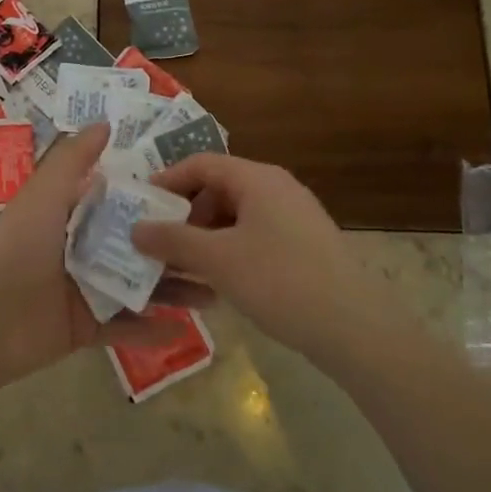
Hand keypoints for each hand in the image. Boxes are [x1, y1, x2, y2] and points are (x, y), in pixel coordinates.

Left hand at [0, 126, 196, 389]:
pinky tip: (185, 330)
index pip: (119, 202)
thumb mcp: (44, 194)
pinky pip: (124, 328)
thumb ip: (72, 159)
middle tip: (219, 248)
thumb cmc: (17, 248)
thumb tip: (105, 123)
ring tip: (215, 292)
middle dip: (175, 248)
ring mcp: (84, 291)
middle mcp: (80, 250)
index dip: (154, 197)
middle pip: (136, 247)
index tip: (198, 195)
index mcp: (70, 216)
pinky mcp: (85, 328)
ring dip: (172, 290)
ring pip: (137, 288)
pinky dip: (150, 330)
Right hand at [132, 154, 386, 363]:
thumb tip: (135, 228)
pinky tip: (217, 282)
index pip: (201, 163)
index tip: (140, 206)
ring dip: (204, 237)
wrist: (354, 327)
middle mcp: (277, 188)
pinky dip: (229, 251)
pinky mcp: (304, 246)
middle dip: (184, 214)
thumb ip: (173, 241)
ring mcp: (294, 217)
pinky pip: (255, 236)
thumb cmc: (280, 281)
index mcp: (257, 178)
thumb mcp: (217, 260)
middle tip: (158, 242)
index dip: (166, 180)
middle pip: (218, 188)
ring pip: (236, 216)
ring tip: (182, 267)